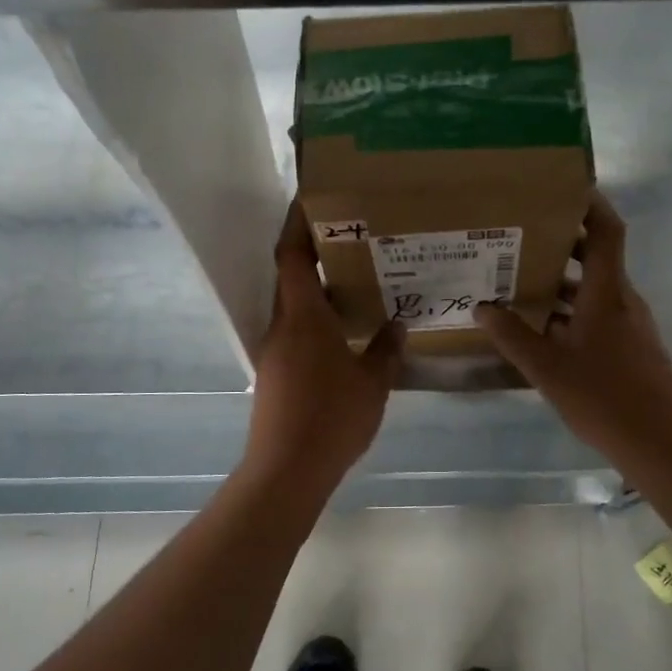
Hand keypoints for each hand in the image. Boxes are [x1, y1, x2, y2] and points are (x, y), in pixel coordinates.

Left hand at [243, 202, 404, 487]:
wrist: (287, 470)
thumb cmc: (331, 418)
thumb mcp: (372, 384)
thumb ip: (386, 350)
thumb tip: (398, 324)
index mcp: (303, 318)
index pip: (292, 257)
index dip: (297, 225)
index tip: (310, 201)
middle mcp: (282, 327)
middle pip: (291, 278)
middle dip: (313, 254)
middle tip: (350, 240)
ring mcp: (273, 352)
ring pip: (293, 308)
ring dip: (316, 291)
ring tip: (353, 284)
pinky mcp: (274, 375)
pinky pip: (294, 333)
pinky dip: (315, 322)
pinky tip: (342, 335)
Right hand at [475, 191, 671, 462]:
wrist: (658, 443)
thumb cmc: (604, 398)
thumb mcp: (547, 368)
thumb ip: (512, 336)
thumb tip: (482, 308)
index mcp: (607, 294)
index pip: (606, 232)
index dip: (590, 204)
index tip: (563, 187)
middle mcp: (623, 300)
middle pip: (595, 258)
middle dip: (561, 243)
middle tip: (520, 236)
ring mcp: (630, 325)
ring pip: (593, 290)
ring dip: (561, 282)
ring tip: (519, 280)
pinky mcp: (631, 347)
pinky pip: (597, 315)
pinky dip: (570, 311)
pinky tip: (541, 328)